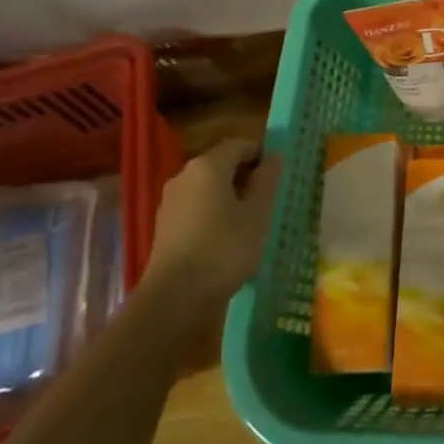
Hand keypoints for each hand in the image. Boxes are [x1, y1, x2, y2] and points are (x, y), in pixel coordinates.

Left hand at [147, 138, 282, 304]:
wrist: (174, 299)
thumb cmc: (224, 249)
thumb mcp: (258, 213)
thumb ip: (268, 179)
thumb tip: (274, 156)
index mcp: (208, 165)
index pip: (240, 144)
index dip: (262, 154)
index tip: (279, 176)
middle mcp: (184, 175)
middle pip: (222, 164)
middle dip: (246, 176)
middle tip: (269, 200)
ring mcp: (170, 201)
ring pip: (208, 187)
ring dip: (230, 196)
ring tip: (250, 221)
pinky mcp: (164, 226)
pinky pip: (196, 207)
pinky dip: (213, 213)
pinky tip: (226, 238)